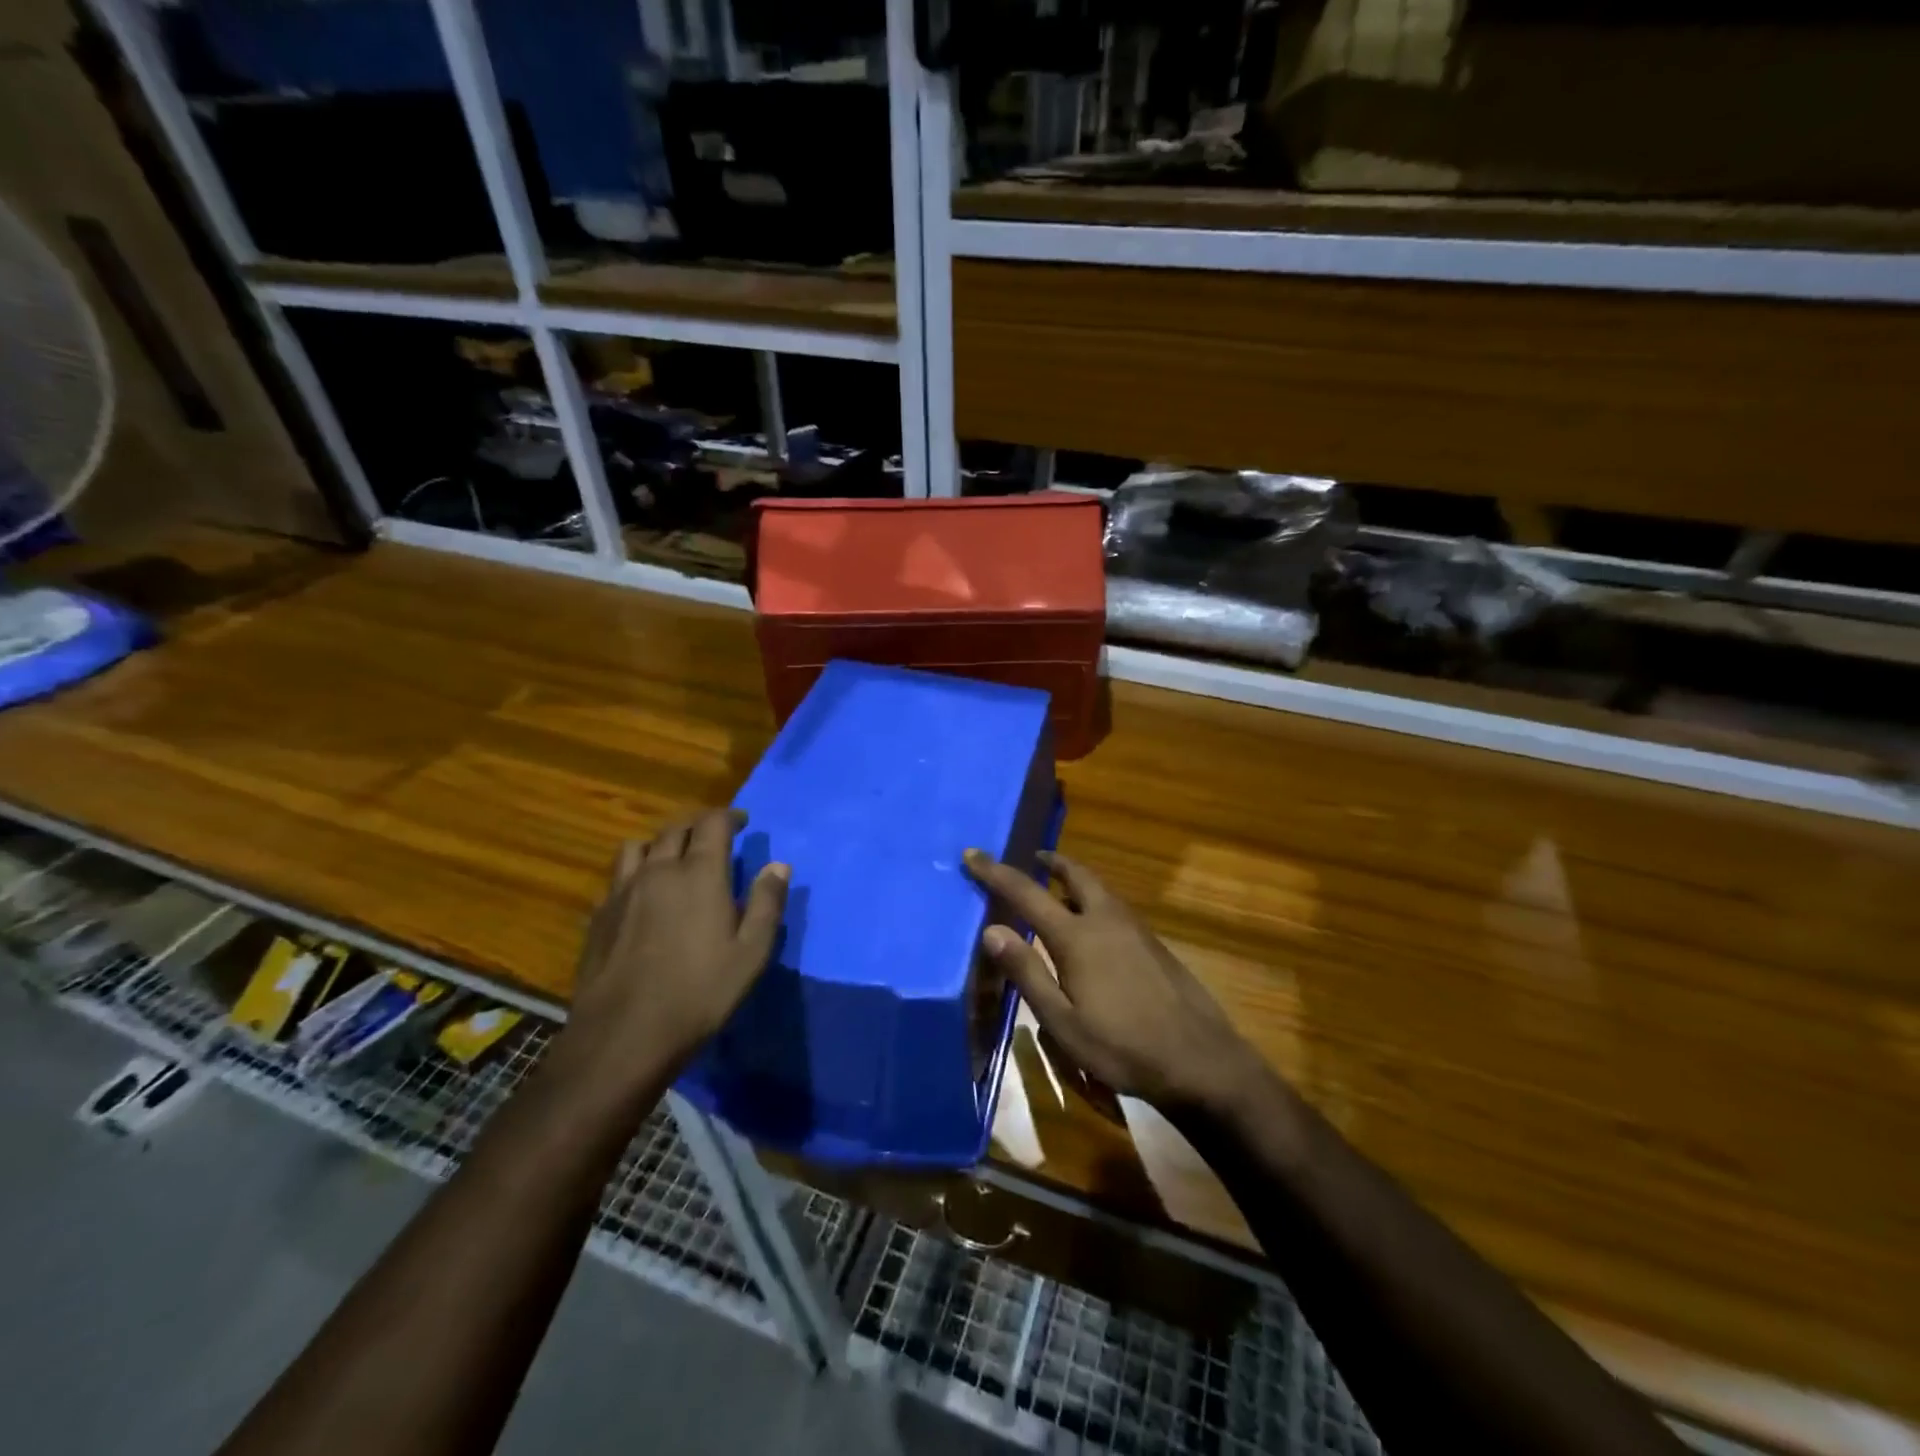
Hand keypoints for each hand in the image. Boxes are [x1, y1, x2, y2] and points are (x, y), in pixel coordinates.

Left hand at [560, 809, 787, 1096]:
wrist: (624, 1034)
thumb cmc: (700, 992)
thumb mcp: (752, 952)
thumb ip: (768, 903)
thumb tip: (779, 865)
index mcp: (699, 873)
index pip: (712, 823)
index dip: (729, 816)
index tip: (742, 823)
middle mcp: (658, 870)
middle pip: (675, 828)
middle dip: (698, 826)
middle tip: (713, 838)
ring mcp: (622, 891)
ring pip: (639, 846)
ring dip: (660, 844)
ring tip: (673, 859)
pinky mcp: (599, 915)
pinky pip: (617, 877)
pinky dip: (635, 872)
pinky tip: (641, 896)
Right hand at [963, 847, 1268, 1116]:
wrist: (1199, 1060)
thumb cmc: (1122, 1046)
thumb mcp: (1062, 1021)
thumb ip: (1027, 972)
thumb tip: (991, 929)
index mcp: (1077, 936)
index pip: (1026, 893)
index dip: (996, 872)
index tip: (973, 853)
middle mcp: (1106, 920)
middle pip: (1075, 875)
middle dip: (1051, 861)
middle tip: (1033, 857)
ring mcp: (1135, 929)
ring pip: (1099, 889)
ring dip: (1074, 879)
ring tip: (1057, 885)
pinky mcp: (1153, 944)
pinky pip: (1114, 906)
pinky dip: (1094, 899)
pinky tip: (1092, 925)